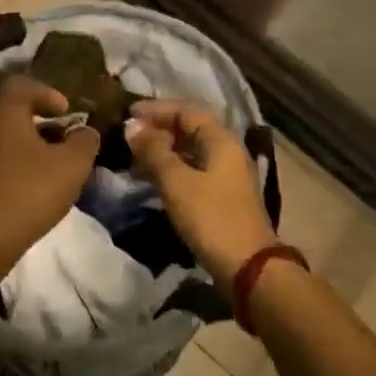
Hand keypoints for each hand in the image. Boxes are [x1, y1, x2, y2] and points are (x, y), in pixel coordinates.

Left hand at [0, 75, 101, 252]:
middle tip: (44, 129)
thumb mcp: (72, 165)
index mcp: (4, 111)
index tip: (65, 111)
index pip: (21, 84)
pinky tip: (17, 181)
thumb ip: (83, 142)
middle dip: (21, 112)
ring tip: (35, 159)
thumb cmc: (29, 190)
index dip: (46, 92)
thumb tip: (85, 131)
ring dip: (10, 139)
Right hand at [126, 99, 277, 287]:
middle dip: (158, 128)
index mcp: (221, 141)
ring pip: (189, 151)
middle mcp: (226, 152)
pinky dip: (169, 168)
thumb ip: (153, 151)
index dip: (157, 109)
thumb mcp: (176, 181)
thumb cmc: (211, 217)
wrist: (247, 267)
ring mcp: (225, 176)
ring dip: (161, 149)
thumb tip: (131, 126)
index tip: (128, 112)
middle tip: (128, 135)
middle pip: (190, 129)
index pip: (187, 111)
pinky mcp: (220, 196)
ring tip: (133, 156)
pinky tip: (150, 178)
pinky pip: (191, 170)